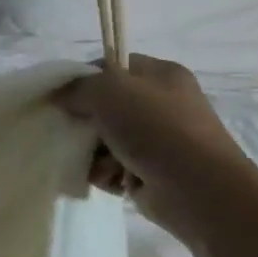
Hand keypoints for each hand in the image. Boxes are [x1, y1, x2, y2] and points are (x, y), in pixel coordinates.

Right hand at [50, 55, 256, 233]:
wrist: (197, 189)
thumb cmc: (156, 129)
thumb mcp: (109, 91)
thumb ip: (77, 86)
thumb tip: (60, 96)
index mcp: (160, 75)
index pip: (110, 67)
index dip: (82, 79)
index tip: (61, 97)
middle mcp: (161, 104)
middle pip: (103, 107)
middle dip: (84, 123)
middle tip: (73, 134)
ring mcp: (158, 140)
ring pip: (103, 140)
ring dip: (93, 153)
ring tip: (98, 164)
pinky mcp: (150, 171)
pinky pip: (111, 167)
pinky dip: (105, 174)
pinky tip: (111, 181)